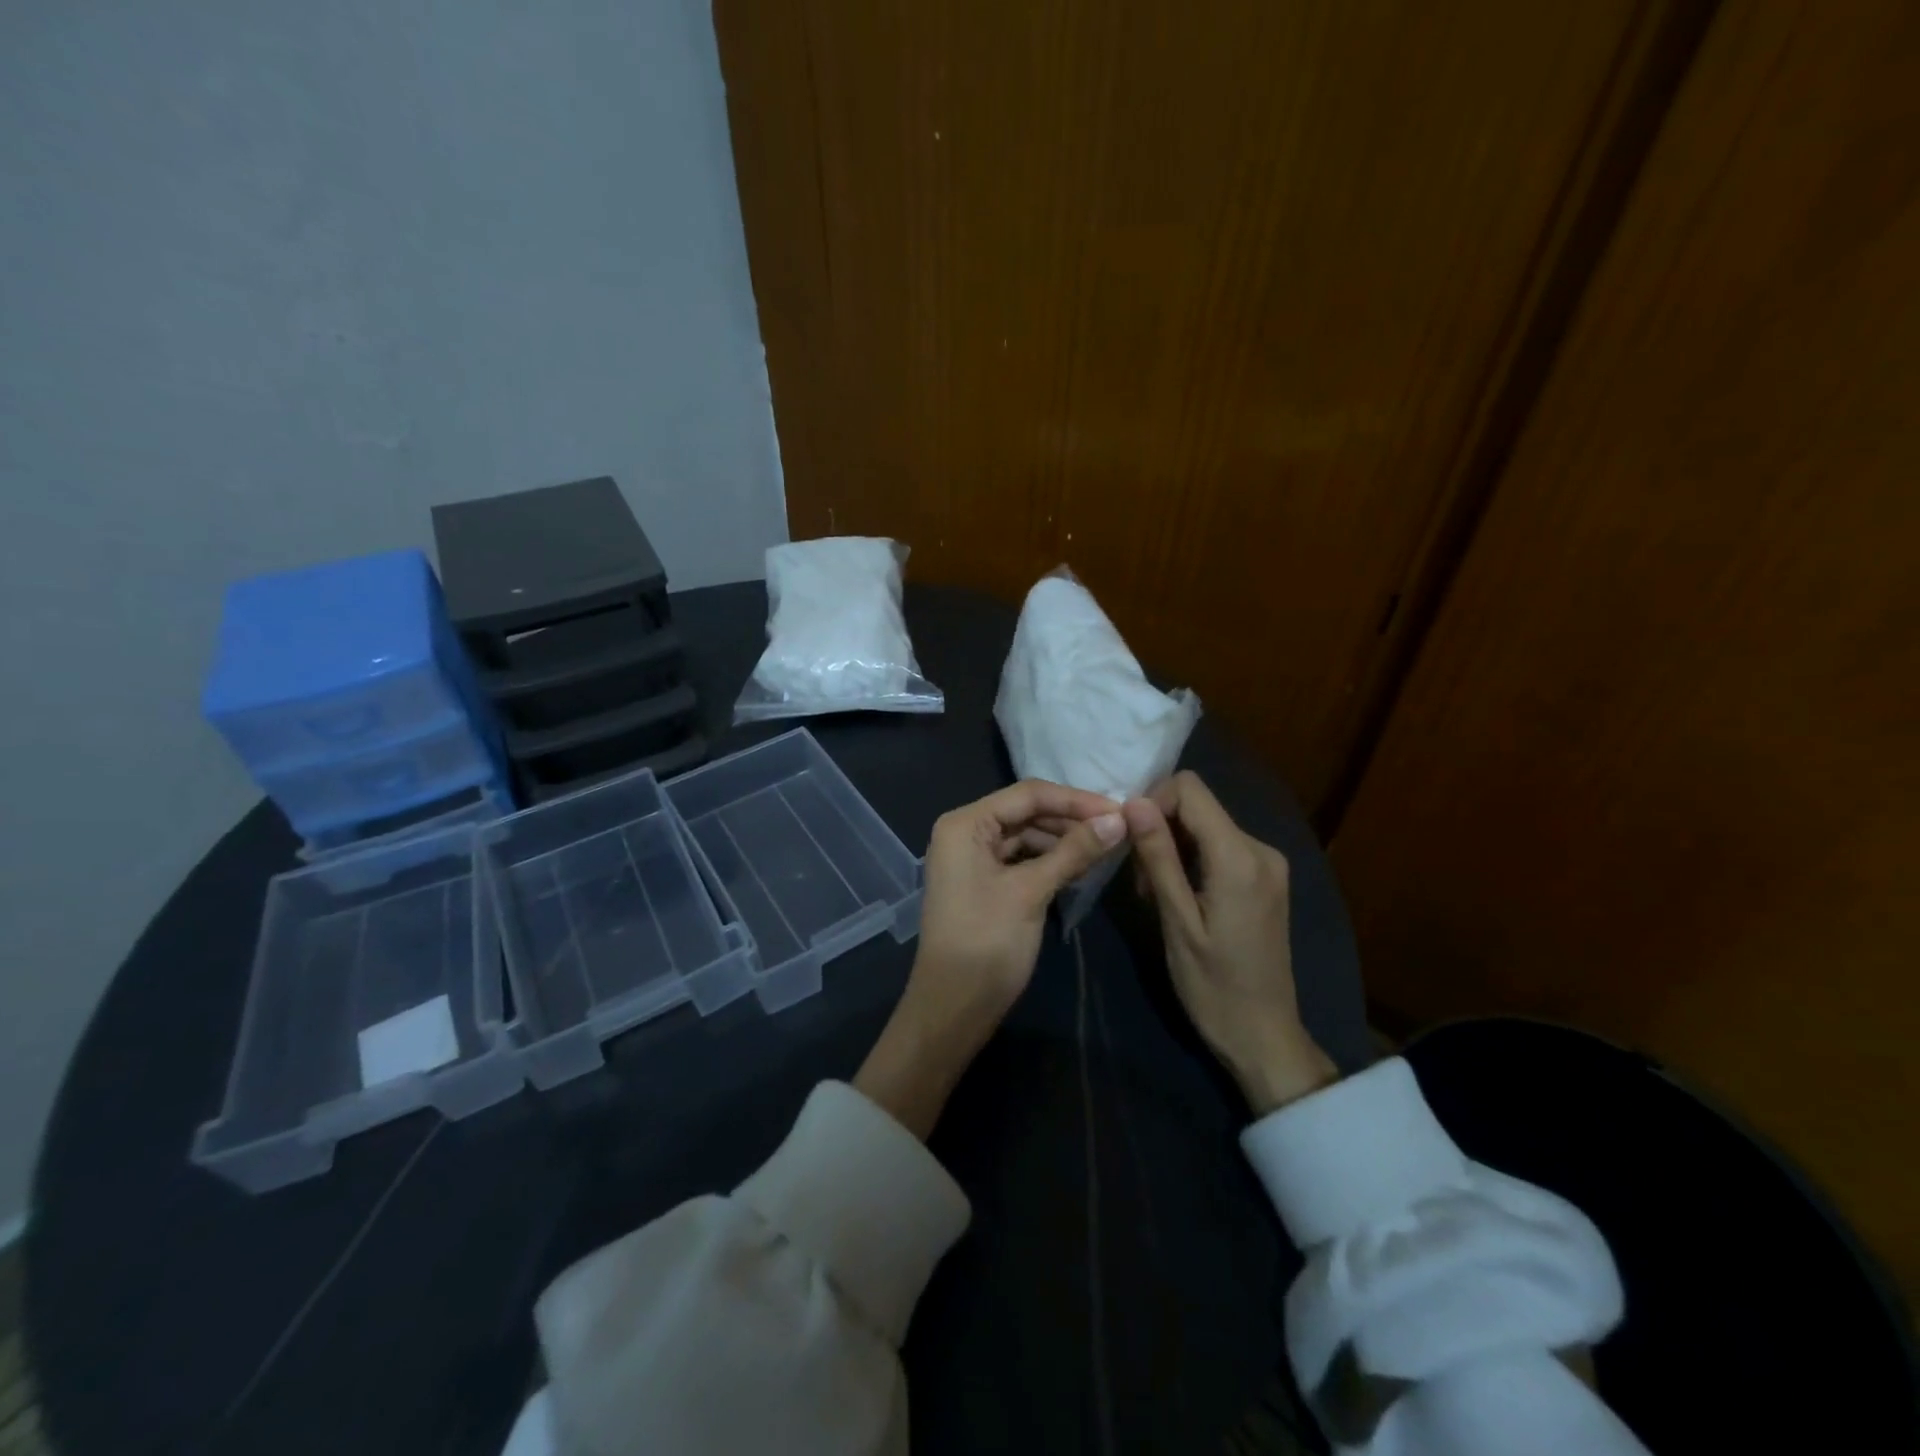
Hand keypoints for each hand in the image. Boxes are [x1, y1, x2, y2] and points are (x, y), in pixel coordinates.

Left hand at [855, 781, 1124, 1136]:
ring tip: (1107, 848)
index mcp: (965, 824)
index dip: (1076, 800)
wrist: (953, 1007)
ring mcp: (973, 859)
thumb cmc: (987, 942)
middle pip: (1027, 812)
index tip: (1120, 810)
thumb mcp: (1032, 891)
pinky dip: (1050, 861)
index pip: (1028, 795)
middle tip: (1119, 829)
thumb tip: (1119, 818)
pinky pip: (1022, 859)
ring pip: (1027, 836)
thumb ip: (1074, 850)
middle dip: (1071, 819)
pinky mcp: (984, 882)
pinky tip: (1081, 868)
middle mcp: (965, 832)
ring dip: (1064, 841)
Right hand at [1123, 772, 1336, 1115]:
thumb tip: (1134, 802)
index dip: (1152, 803)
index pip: (1190, 789)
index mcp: (1240, 857)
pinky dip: (1191, 860)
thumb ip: (1158, 857)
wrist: (1263, 1035)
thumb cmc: (1213, 985)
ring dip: (1172, 848)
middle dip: (1160, 830)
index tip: (1130, 842)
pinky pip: (1219, 847)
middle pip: (1197, 806)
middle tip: (1141, 882)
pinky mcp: (1265, 878)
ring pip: (1205, 826)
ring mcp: (1267, 863)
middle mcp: (1261, 849)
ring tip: (1156, 896)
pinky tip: (1179, 897)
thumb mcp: (1176, 921)